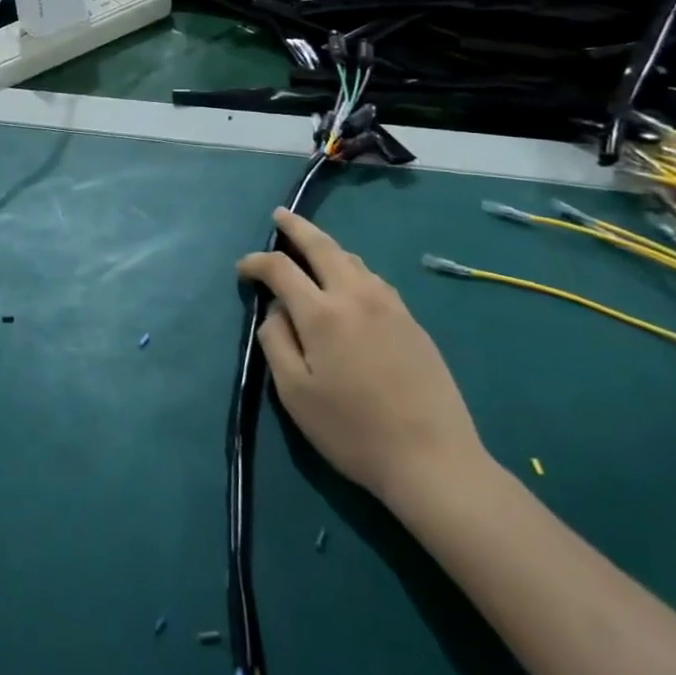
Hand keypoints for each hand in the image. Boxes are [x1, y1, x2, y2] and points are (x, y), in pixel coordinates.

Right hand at [238, 209, 484, 510]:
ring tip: (311, 247)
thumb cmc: (352, 430)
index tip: (243, 270)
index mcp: (322, 313)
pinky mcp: (411, 321)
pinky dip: (352, 268)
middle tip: (280, 215)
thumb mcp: (295, 394)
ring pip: (352, 259)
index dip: (257, 263)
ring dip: (327, 247)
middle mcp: (356, 295)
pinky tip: (350, 281)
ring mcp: (389, 305)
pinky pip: (374, 279)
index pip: (281, 269)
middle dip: (297, 227)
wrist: (432, 459)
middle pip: (322, 246)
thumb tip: (275, 309)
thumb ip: (276, 342)